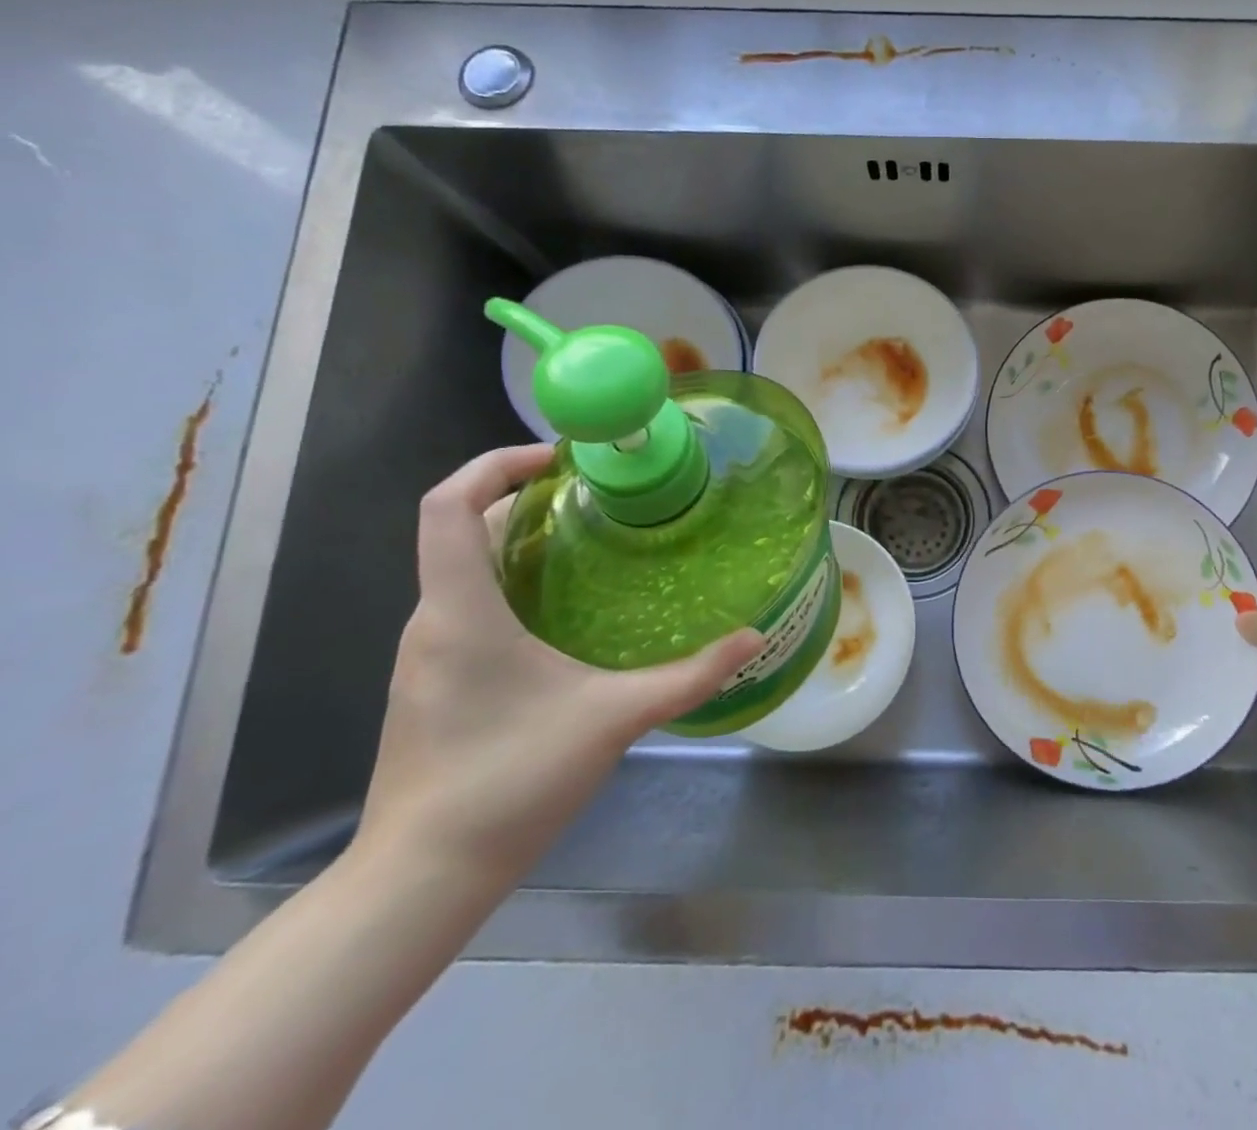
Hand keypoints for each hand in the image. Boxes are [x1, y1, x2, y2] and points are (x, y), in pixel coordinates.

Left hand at [357, 444, 762, 887]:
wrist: (422, 878)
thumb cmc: (509, 781)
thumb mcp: (614, 718)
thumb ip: (690, 676)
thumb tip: (754, 638)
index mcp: (461, 610)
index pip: (446, 505)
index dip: (493, 464)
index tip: (557, 459)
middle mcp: (432, 621)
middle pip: (461, 529)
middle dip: (523, 499)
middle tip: (595, 496)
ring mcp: (427, 655)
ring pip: (464, 569)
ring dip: (519, 541)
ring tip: (589, 541)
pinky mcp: (435, 683)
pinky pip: (468, 605)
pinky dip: (511, 583)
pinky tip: (565, 610)